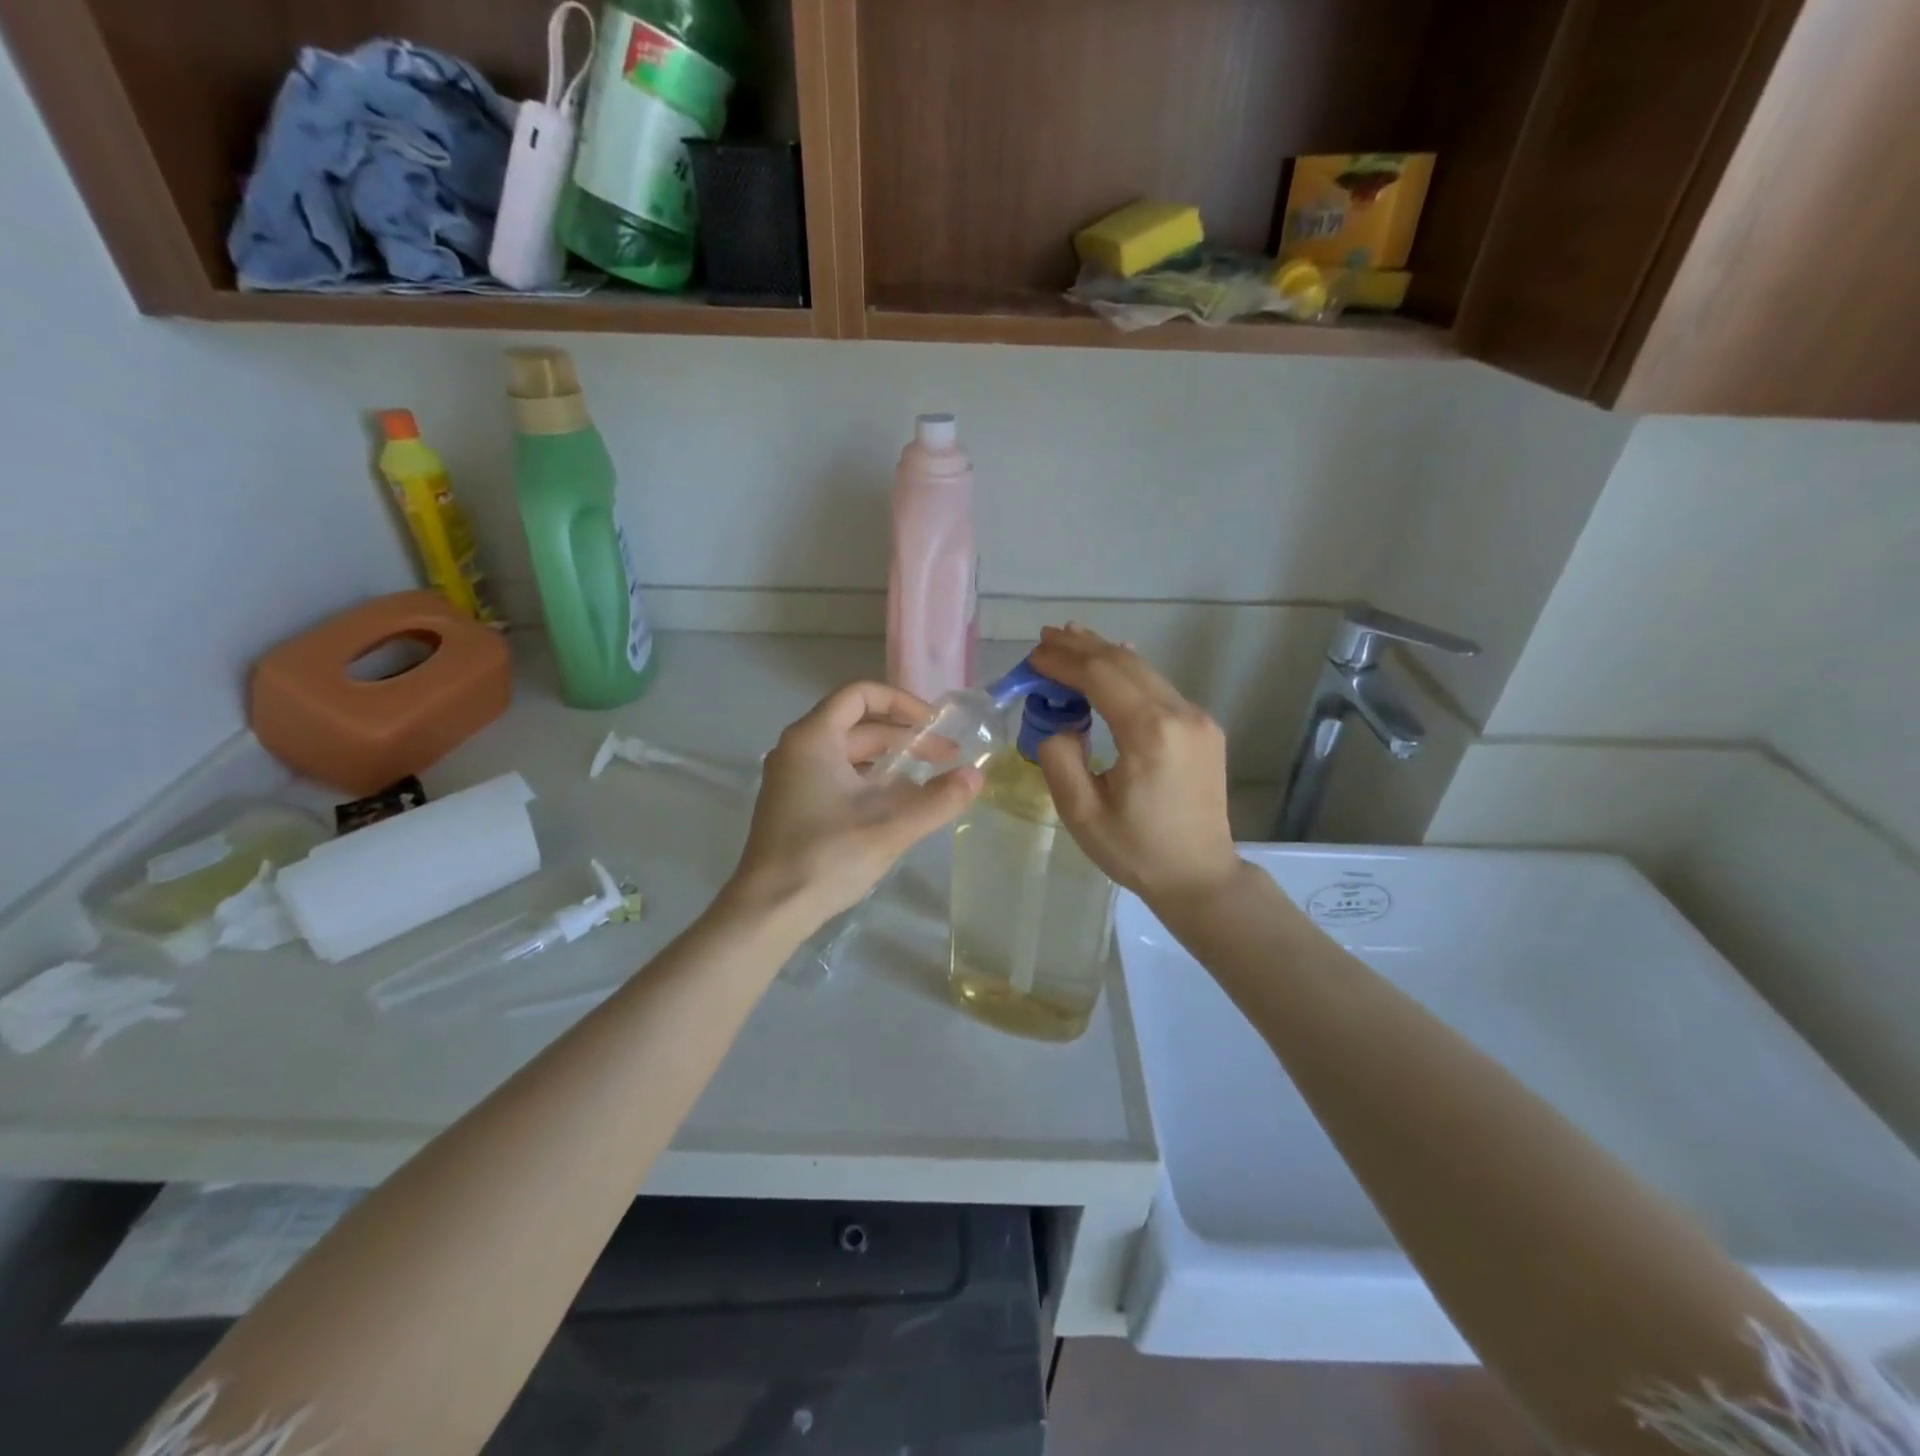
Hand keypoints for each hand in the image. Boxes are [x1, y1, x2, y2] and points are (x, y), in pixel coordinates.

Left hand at [726, 682, 982, 928]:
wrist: (769, 909)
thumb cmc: (827, 857)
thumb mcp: (891, 827)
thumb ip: (939, 799)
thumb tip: (977, 776)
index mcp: (814, 738)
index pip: (860, 694)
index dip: (902, 702)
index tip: (934, 726)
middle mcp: (798, 749)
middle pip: (858, 725)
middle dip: (904, 737)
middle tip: (946, 759)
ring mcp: (792, 778)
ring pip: (848, 753)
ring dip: (889, 761)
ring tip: (928, 781)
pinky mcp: (793, 804)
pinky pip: (837, 776)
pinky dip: (869, 780)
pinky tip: (896, 805)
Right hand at [1028, 625, 1242, 907]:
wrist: (1200, 877)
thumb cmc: (1136, 851)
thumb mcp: (1081, 812)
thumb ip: (1060, 757)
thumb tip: (1061, 723)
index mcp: (1150, 733)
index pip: (1099, 675)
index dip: (1063, 661)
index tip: (1031, 656)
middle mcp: (1180, 714)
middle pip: (1124, 662)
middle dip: (1081, 646)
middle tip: (1045, 639)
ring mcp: (1198, 718)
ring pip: (1144, 670)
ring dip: (1104, 654)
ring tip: (1069, 641)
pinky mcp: (1204, 728)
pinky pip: (1159, 687)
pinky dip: (1127, 673)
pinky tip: (1109, 665)